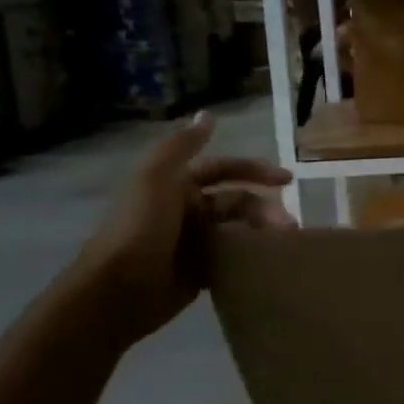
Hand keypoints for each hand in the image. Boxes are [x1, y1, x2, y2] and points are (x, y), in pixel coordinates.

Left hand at [72, 112, 292, 346]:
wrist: (116, 290)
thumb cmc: (139, 228)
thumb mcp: (156, 177)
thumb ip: (182, 146)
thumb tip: (207, 114)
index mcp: (177, 185)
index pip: (224, 169)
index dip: (255, 170)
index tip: (288, 180)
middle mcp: (187, 210)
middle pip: (236, 202)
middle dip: (264, 209)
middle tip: (287, 225)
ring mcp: (193, 243)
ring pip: (238, 230)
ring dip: (262, 233)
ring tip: (283, 245)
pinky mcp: (199, 273)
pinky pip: (232, 259)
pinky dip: (251, 258)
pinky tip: (269, 262)